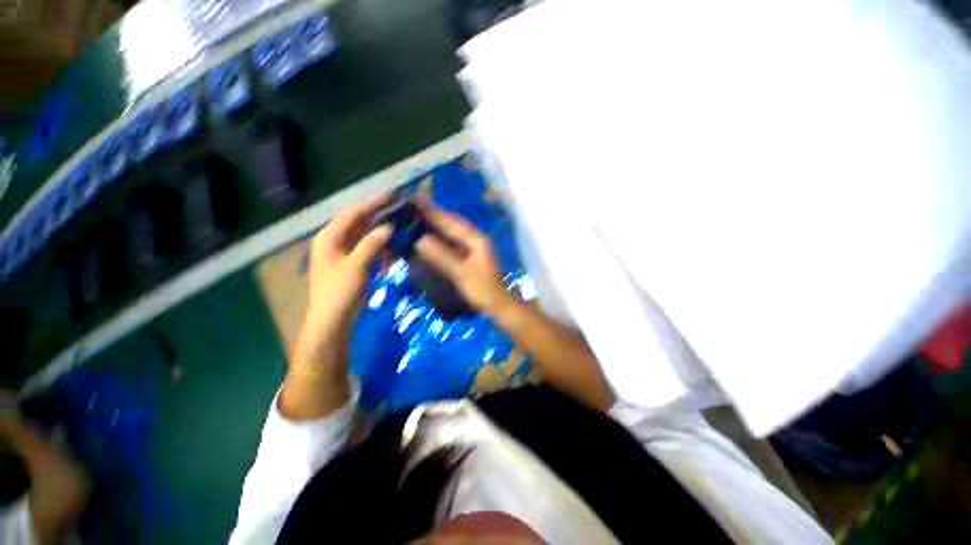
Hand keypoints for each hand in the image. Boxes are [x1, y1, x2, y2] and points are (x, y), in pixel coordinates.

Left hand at [295, 196, 392, 375]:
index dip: (371, 204)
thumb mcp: (356, 266)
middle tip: (400, 211)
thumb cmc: (339, 293)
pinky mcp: (352, 265)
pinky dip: (379, 252)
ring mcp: (343, 254)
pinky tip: (390, 258)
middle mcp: (334, 242)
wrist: (332, 322)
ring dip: (381, 236)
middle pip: (358, 223)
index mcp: (329, 238)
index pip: (351, 214)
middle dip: (378, 218)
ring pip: (365, 237)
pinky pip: (368, 251)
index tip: (391, 197)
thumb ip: (371, 244)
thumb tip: (388, 227)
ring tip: (400, 233)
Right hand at [414, 202, 515, 316]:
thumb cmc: (483, 289)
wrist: (499, 305)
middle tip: (415, 208)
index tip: (417, 202)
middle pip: (454, 223)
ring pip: (455, 232)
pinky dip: (443, 238)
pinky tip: (432, 239)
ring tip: (420, 219)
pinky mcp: (472, 257)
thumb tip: (420, 240)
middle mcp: (477, 239)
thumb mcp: (461, 273)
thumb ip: (442, 256)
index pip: (452, 222)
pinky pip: (455, 242)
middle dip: (436, 215)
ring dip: (439, 226)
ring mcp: (475, 248)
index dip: (434, 213)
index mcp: (477, 240)